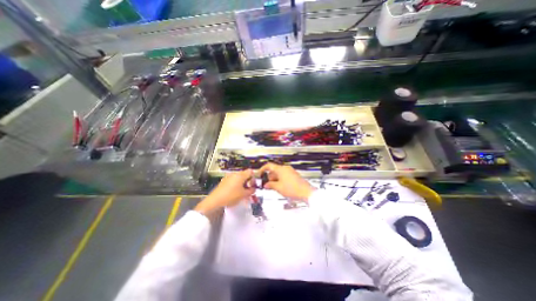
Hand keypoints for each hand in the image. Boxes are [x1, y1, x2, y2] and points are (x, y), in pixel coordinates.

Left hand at [196, 169, 255, 215]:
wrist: (215, 200)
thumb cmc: (231, 196)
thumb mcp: (244, 195)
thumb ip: (251, 191)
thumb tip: (253, 189)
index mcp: (240, 175)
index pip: (251, 172)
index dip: (253, 178)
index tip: (252, 186)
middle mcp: (235, 174)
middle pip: (245, 174)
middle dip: (248, 182)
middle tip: (248, 190)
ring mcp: (228, 176)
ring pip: (239, 178)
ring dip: (242, 183)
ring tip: (242, 192)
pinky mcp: (224, 180)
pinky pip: (233, 180)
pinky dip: (236, 184)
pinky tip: (235, 192)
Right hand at [259, 163, 314, 200]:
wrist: (306, 192)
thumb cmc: (292, 189)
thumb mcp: (279, 188)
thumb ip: (270, 185)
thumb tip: (266, 184)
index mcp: (281, 169)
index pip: (269, 166)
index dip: (262, 169)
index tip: (259, 174)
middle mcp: (285, 168)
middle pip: (274, 170)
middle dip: (269, 177)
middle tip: (266, 185)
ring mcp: (290, 171)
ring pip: (279, 173)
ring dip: (274, 179)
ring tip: (272, 187)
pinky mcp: (293, 175)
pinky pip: (284, 176)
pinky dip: (280, 180)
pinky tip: (279, 187)